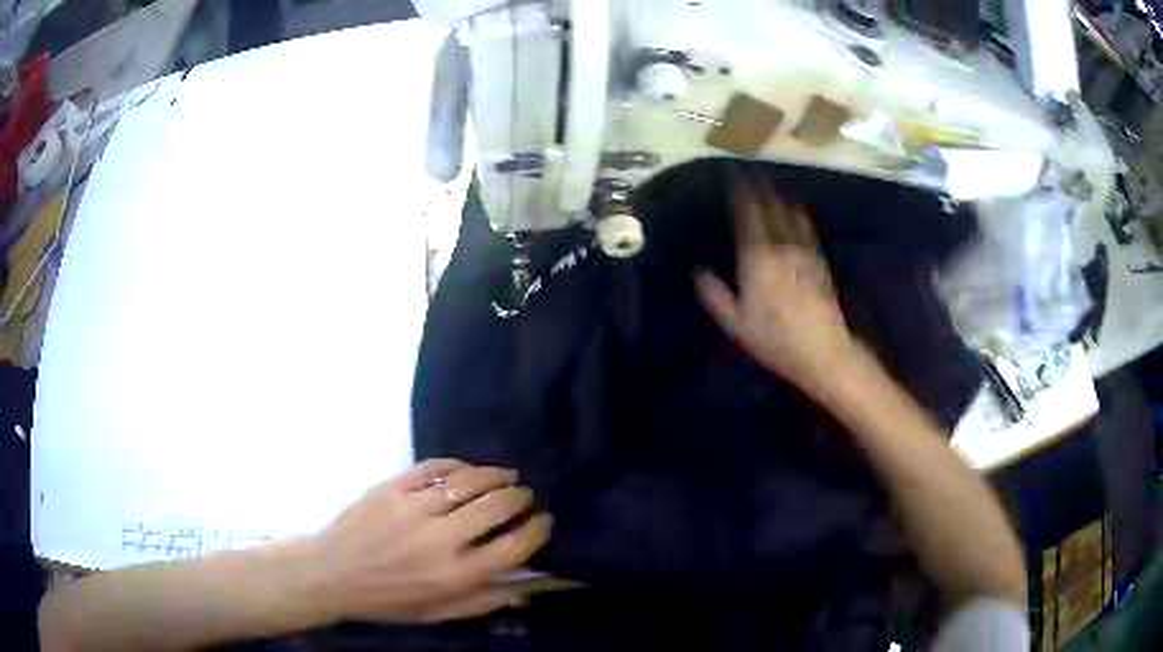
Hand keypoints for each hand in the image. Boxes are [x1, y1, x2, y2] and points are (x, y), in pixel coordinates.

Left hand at [301, 459, 551, 623]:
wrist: (331, 574)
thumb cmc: (388, 601)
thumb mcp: (439, 614)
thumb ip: (486, 600)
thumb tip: (529, 586)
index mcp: (455, 575)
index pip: (514, 546)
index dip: (538, 529)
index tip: (544, 520)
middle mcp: (440, 539)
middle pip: (497, 506)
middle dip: (520, 497)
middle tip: (525, 495)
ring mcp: (413, 507)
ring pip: (469, 480)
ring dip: (495, 475)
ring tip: (506, 476)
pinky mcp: (392, 487)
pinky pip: (434, 467)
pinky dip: (458, 465)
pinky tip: (466, 469)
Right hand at [695, 174, 854, 396]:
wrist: (822, 350)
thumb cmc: (775, 339)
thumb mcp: (737, 324)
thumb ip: (717, 296)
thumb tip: (699, 273)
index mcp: (757, 260)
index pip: (748, 217)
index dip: (742, 195)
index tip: (736, 176)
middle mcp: (781, 248)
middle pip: (771, 210)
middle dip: (761, 189)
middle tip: (753, 172)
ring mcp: (803, 253)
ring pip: (791, 216)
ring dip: (781, 198)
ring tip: (774, 185)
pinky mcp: (819, 263)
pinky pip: (807, 231)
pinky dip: (800, 216)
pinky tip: (798, 211)